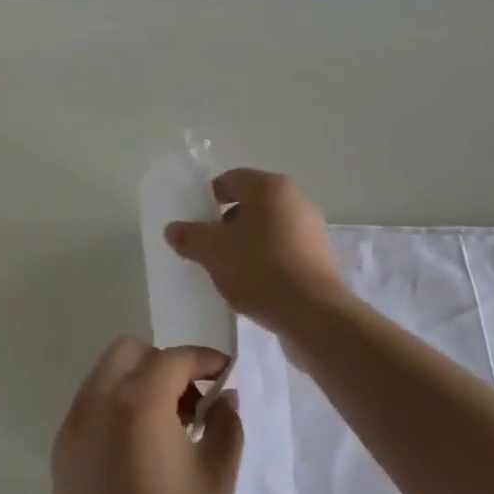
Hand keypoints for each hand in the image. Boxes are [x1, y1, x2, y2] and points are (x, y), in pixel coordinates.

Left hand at [51, 339, 242, 493]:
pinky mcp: (62, 458)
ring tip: (171, 431)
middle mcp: (97, 404)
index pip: (174, 358)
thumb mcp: (217, 482)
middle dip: (165, 365)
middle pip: (131, 353)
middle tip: (193, 403)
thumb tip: (225, 398)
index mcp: (137, 403)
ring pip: (106, 376)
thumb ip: (225, 426)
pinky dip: (117, 408)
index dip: (205, 361)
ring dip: (140, 384)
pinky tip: (142, 453)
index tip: (226, 375)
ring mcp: (73, 430)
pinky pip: (92, 408)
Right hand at [164, 169, 345, 331]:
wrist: (313, 313)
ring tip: (229, 270)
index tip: (195, 223)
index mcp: (270, 187)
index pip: (231, 179)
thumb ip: (190, 236)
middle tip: (208, 248)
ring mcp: (312, 228)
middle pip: (251, 203)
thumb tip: (173, 228)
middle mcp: (296, 199)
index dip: (208, 198)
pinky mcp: (320, 256)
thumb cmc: (260, 269)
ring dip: (246, 243)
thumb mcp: (213, 251)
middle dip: (226, 224)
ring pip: (268, 228)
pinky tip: (254, 284)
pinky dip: (267, 259)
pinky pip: (284, 249)